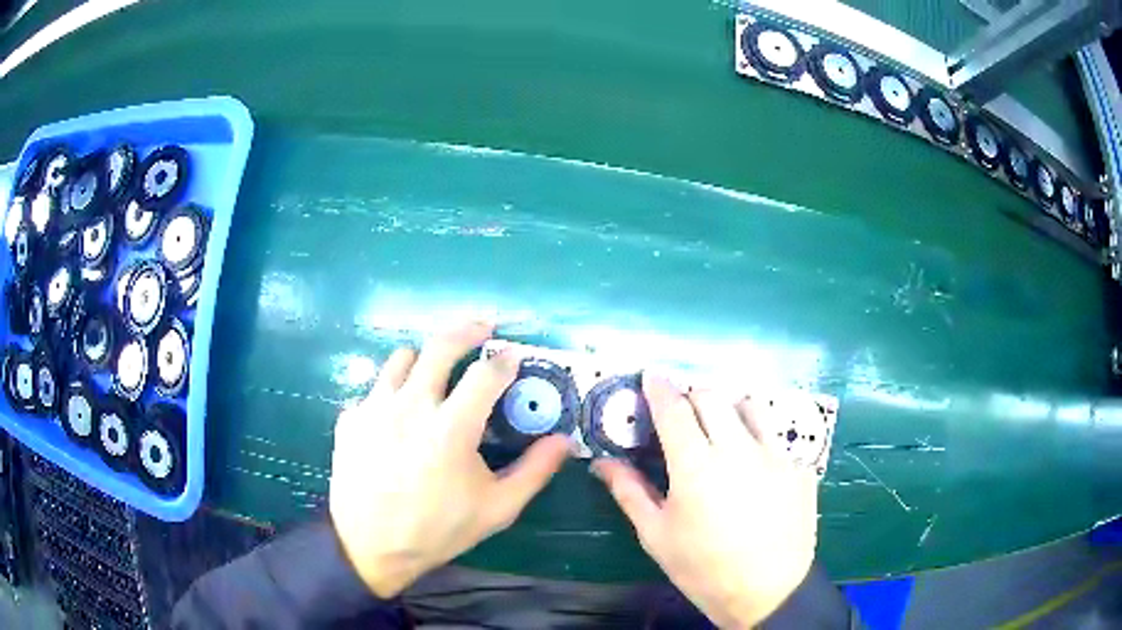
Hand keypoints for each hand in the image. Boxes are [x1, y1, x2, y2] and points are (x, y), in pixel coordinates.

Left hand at [328, 321, 569, 597]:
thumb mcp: (496, 509)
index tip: (514, 356)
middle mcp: (410, 405)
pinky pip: (374, 390)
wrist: (369, 547)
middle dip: (467, 329)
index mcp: (451, 427)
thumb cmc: (438, 530)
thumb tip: (563, 441)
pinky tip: (396, 420)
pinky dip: (391, 394)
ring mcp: (374, 408)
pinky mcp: (350, 418)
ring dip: (423, 360)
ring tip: (434, 375)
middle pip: (440, 345)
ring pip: (401, 358)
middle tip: (482, 326)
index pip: (486, 373)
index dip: (505, 360)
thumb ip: (534, 471)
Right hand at [593, 374, 817, 628]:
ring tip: (722, 433)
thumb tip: (602, 462)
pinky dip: (758, 442)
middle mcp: (738, 449)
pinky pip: (775, 439)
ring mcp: (775, 455)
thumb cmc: (703, 568)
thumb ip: (630, 492)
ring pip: (750, 407)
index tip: (652, 375)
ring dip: (729, 410)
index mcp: (697, 466)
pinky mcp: (799, 467)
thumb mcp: (657, 536)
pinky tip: (755, 472)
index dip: (659, 388)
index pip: (674, 409)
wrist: (767, 591)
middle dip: (691, 396)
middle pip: (712, 397)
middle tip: (682, 415)